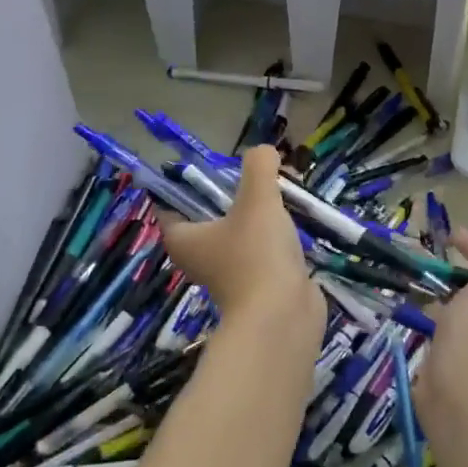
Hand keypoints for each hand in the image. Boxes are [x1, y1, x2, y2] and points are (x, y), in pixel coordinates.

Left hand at [160, 146, 319, 327]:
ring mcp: (230, 273)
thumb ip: (259, 167)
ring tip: (282, 191)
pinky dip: (275, 237)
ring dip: (258, 215)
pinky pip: (262, 251)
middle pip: (210, 215)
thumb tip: (264, 150)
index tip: (214, 163)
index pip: (172, 203)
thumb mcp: (258, 198)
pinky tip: (295, 222)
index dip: (187, 181)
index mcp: (183, 238)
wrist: (283, 316)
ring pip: (239, 233)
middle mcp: (200, 257)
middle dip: (232, 193)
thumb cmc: (256, 254)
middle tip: (257, 173)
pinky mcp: (258, 284)